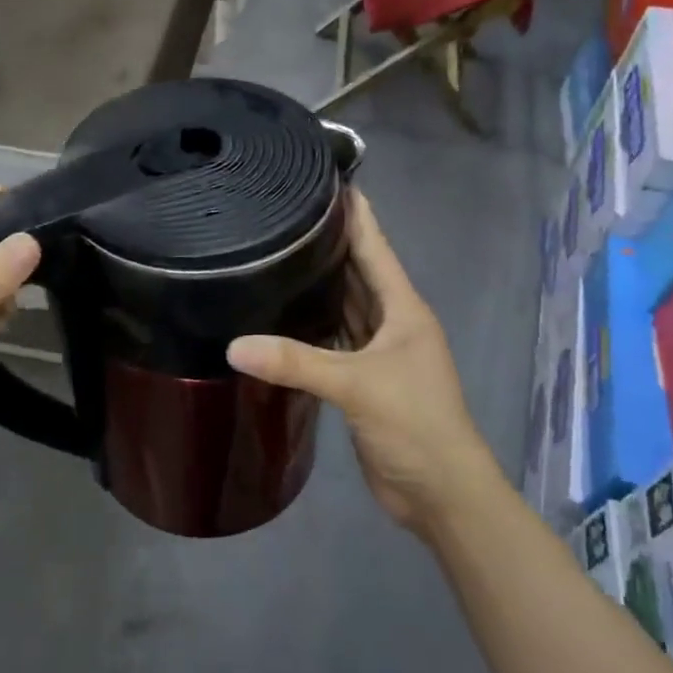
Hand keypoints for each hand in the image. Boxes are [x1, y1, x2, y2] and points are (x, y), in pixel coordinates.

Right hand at [227, 191, 500, 540]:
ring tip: (272, 257)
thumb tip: (232, 346)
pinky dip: (309, 332)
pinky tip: (278, 319)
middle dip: (326, 245)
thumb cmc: (415, 425)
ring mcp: (377, 354)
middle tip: (279, 216)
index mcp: (403, 310)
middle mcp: (392, 324)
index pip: (375, 247)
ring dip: (316, 289)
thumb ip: (296, 362)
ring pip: (343, 310)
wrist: (440, 493)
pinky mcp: (361, 383)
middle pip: (356, 274)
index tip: (322, 179)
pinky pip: (331, 345)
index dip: (354, 213)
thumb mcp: (358, 386)